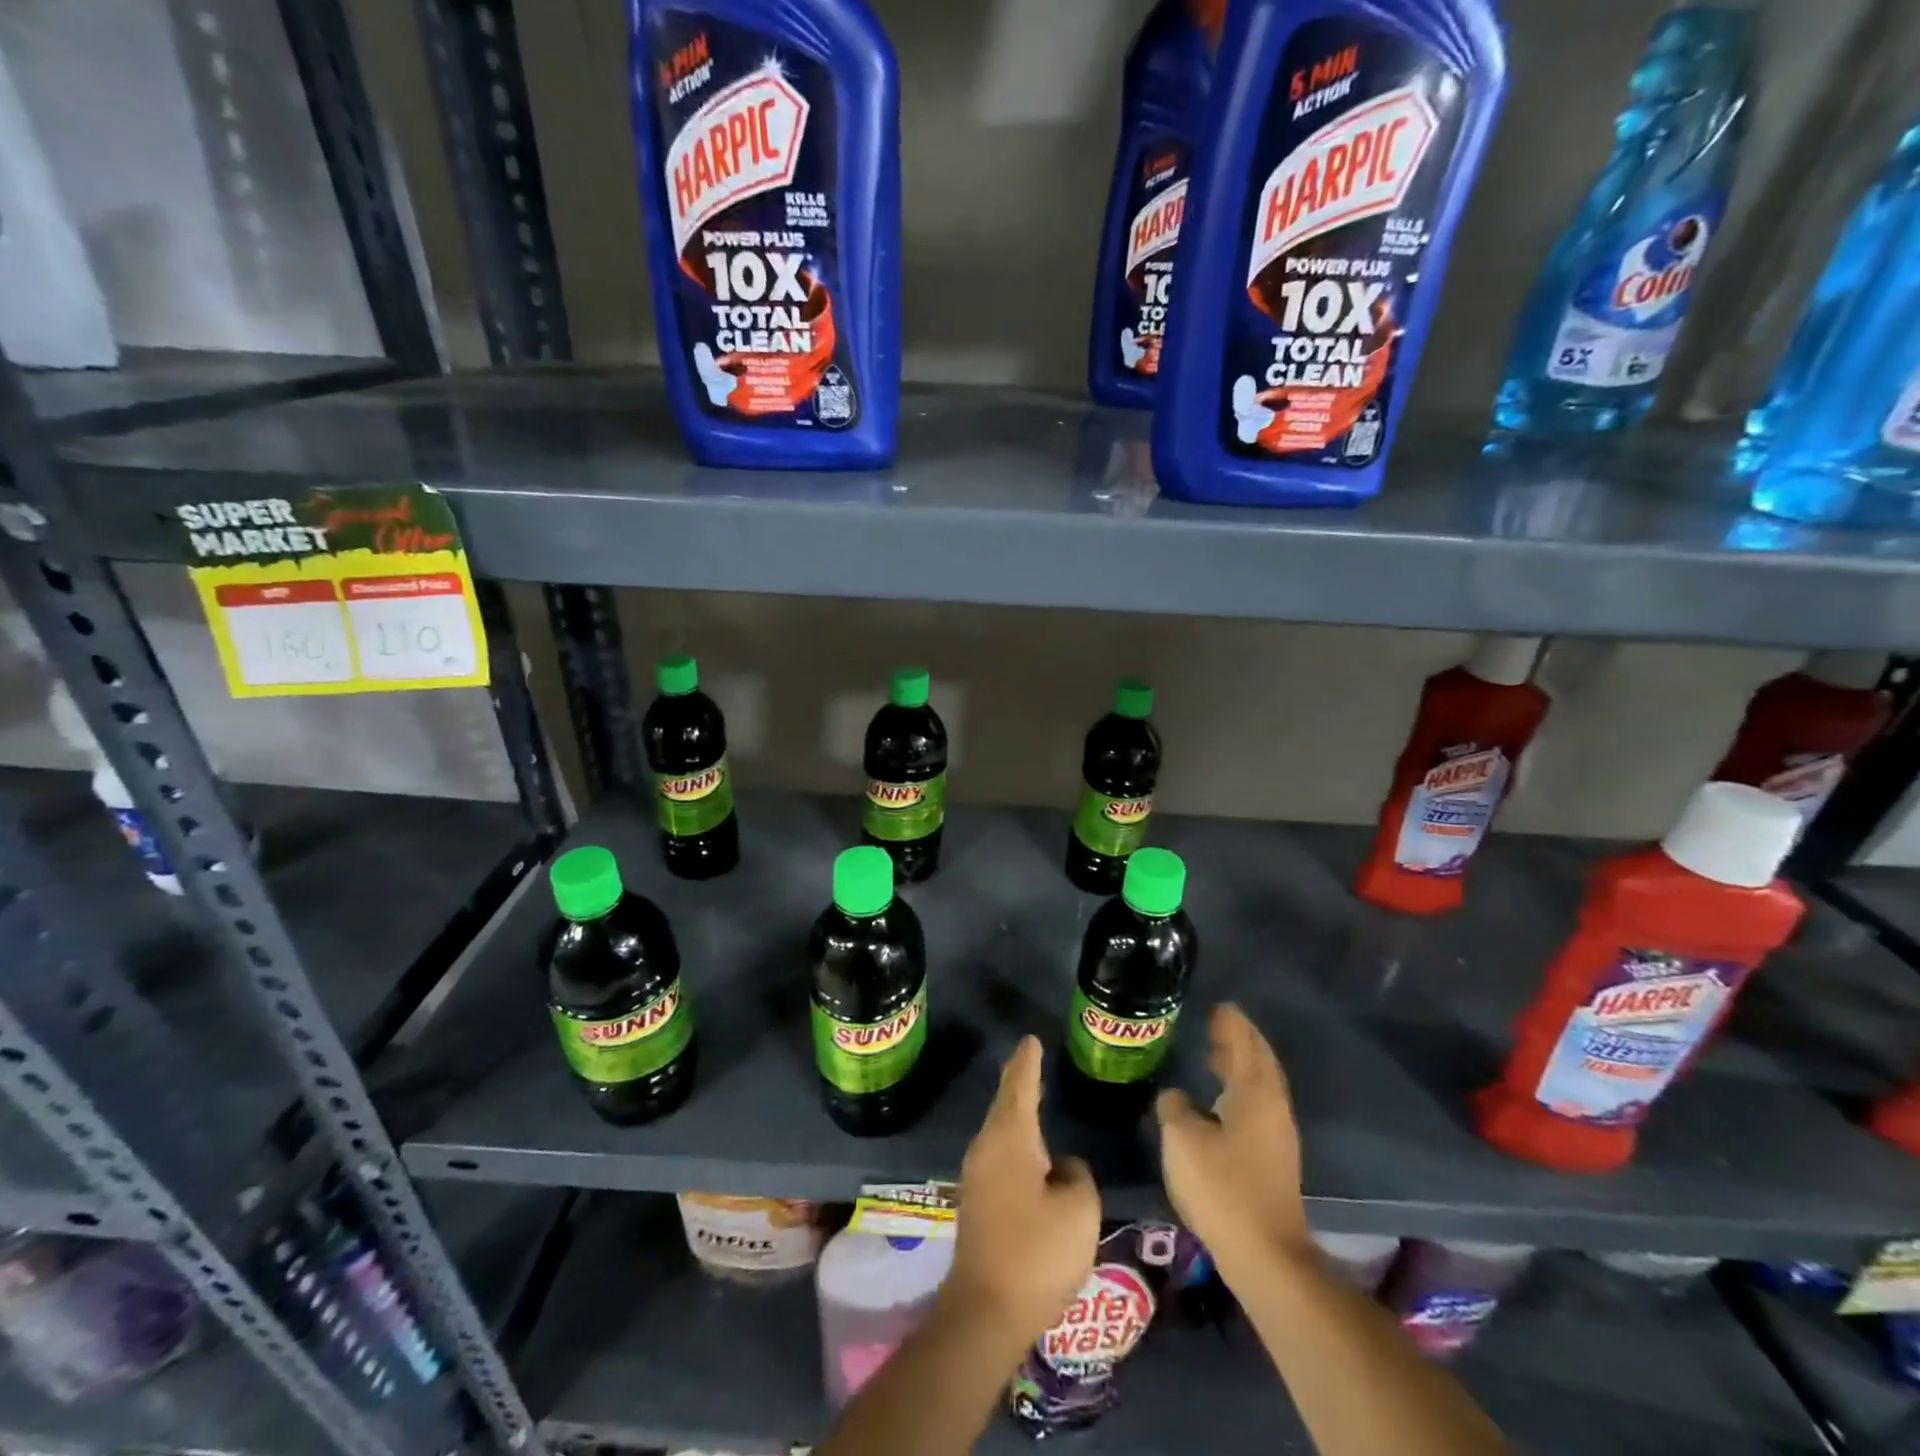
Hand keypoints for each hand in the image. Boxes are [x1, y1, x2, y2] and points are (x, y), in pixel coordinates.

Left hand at [944, 1036, 1100, 1345]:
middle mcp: (987, 1147)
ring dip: (1017, 1113)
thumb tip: (1061, 1167)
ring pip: (1001, 1130)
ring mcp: (977, 1175)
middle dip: (1020, 1081)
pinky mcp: (977, 1202)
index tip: (1032, 1039)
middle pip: (1005, 1103)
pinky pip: (999, 1154)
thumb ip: (1077, 1174)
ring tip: (1034, 1098)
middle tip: (1034, 1060)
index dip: (1028, 1060)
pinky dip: (1015, 1141)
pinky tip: (1029, 1152)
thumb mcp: (1078, 1209)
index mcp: (1010, 1137)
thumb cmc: (1036, 1252)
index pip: (1020, 1084)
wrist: (985, 1311)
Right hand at [1155, 1003, 1310, 1280]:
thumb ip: (1175, 1107)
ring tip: (1215, 1057)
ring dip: (1240, 1067)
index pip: (1244, 1044)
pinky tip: (1219, 1103)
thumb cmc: (1222, 1187)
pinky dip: (1240, 1092)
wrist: (1266, 1256)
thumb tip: (1176, 1097)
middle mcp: (1272, 1108)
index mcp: (1254, 1093)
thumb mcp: (1182, 1139)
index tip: (1219, 1006)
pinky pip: (1257, 1108)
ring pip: (1260, 1087)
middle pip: (1259, 1063)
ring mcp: (1278, 1136)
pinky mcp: (1274, 1161)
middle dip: (1240, 1042)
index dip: (1231, 1024)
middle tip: (1217, 1025)